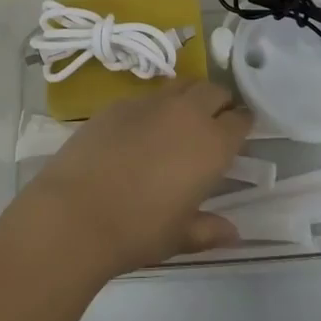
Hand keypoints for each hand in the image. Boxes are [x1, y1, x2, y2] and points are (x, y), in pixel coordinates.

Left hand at [12, 81, 252, 279]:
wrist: (76, 211)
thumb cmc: (138, 229)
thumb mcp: (180, 236)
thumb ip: (209, 229)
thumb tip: (233, 232)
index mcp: (212, 144)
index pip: (240, 120)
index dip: (243, 124)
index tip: (240, 132)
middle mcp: (187, 113)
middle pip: (214, 91)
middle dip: (219, 102)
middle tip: (215, 121)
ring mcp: (151, 102)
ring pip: (181, 85)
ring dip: (189, 97)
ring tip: (182, 119)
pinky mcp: (119, 103)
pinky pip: (148, 96)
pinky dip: (155, 107)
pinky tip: (142, 129)